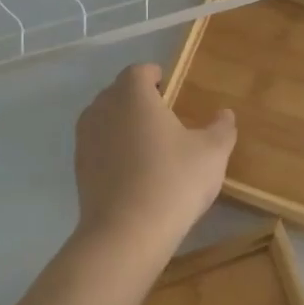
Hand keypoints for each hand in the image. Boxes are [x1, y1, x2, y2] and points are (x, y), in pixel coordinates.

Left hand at [72, 63, 236, 262]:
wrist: (127, 233)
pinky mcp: (78, 168)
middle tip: (163, 116)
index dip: (155, 76)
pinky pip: (97, 146)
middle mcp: (103, 109)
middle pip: (118, 92)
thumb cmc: (173, 180)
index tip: (170, 88)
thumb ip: (221, 128)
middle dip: (138, 98)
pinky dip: (112, 150)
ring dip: (122, 124)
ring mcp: (85, 139)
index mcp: (132, 95)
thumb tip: (225, 114)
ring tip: (147, 144)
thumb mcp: (212, 153)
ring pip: (104, 119)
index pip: (139, 71)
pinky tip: (133, 171)